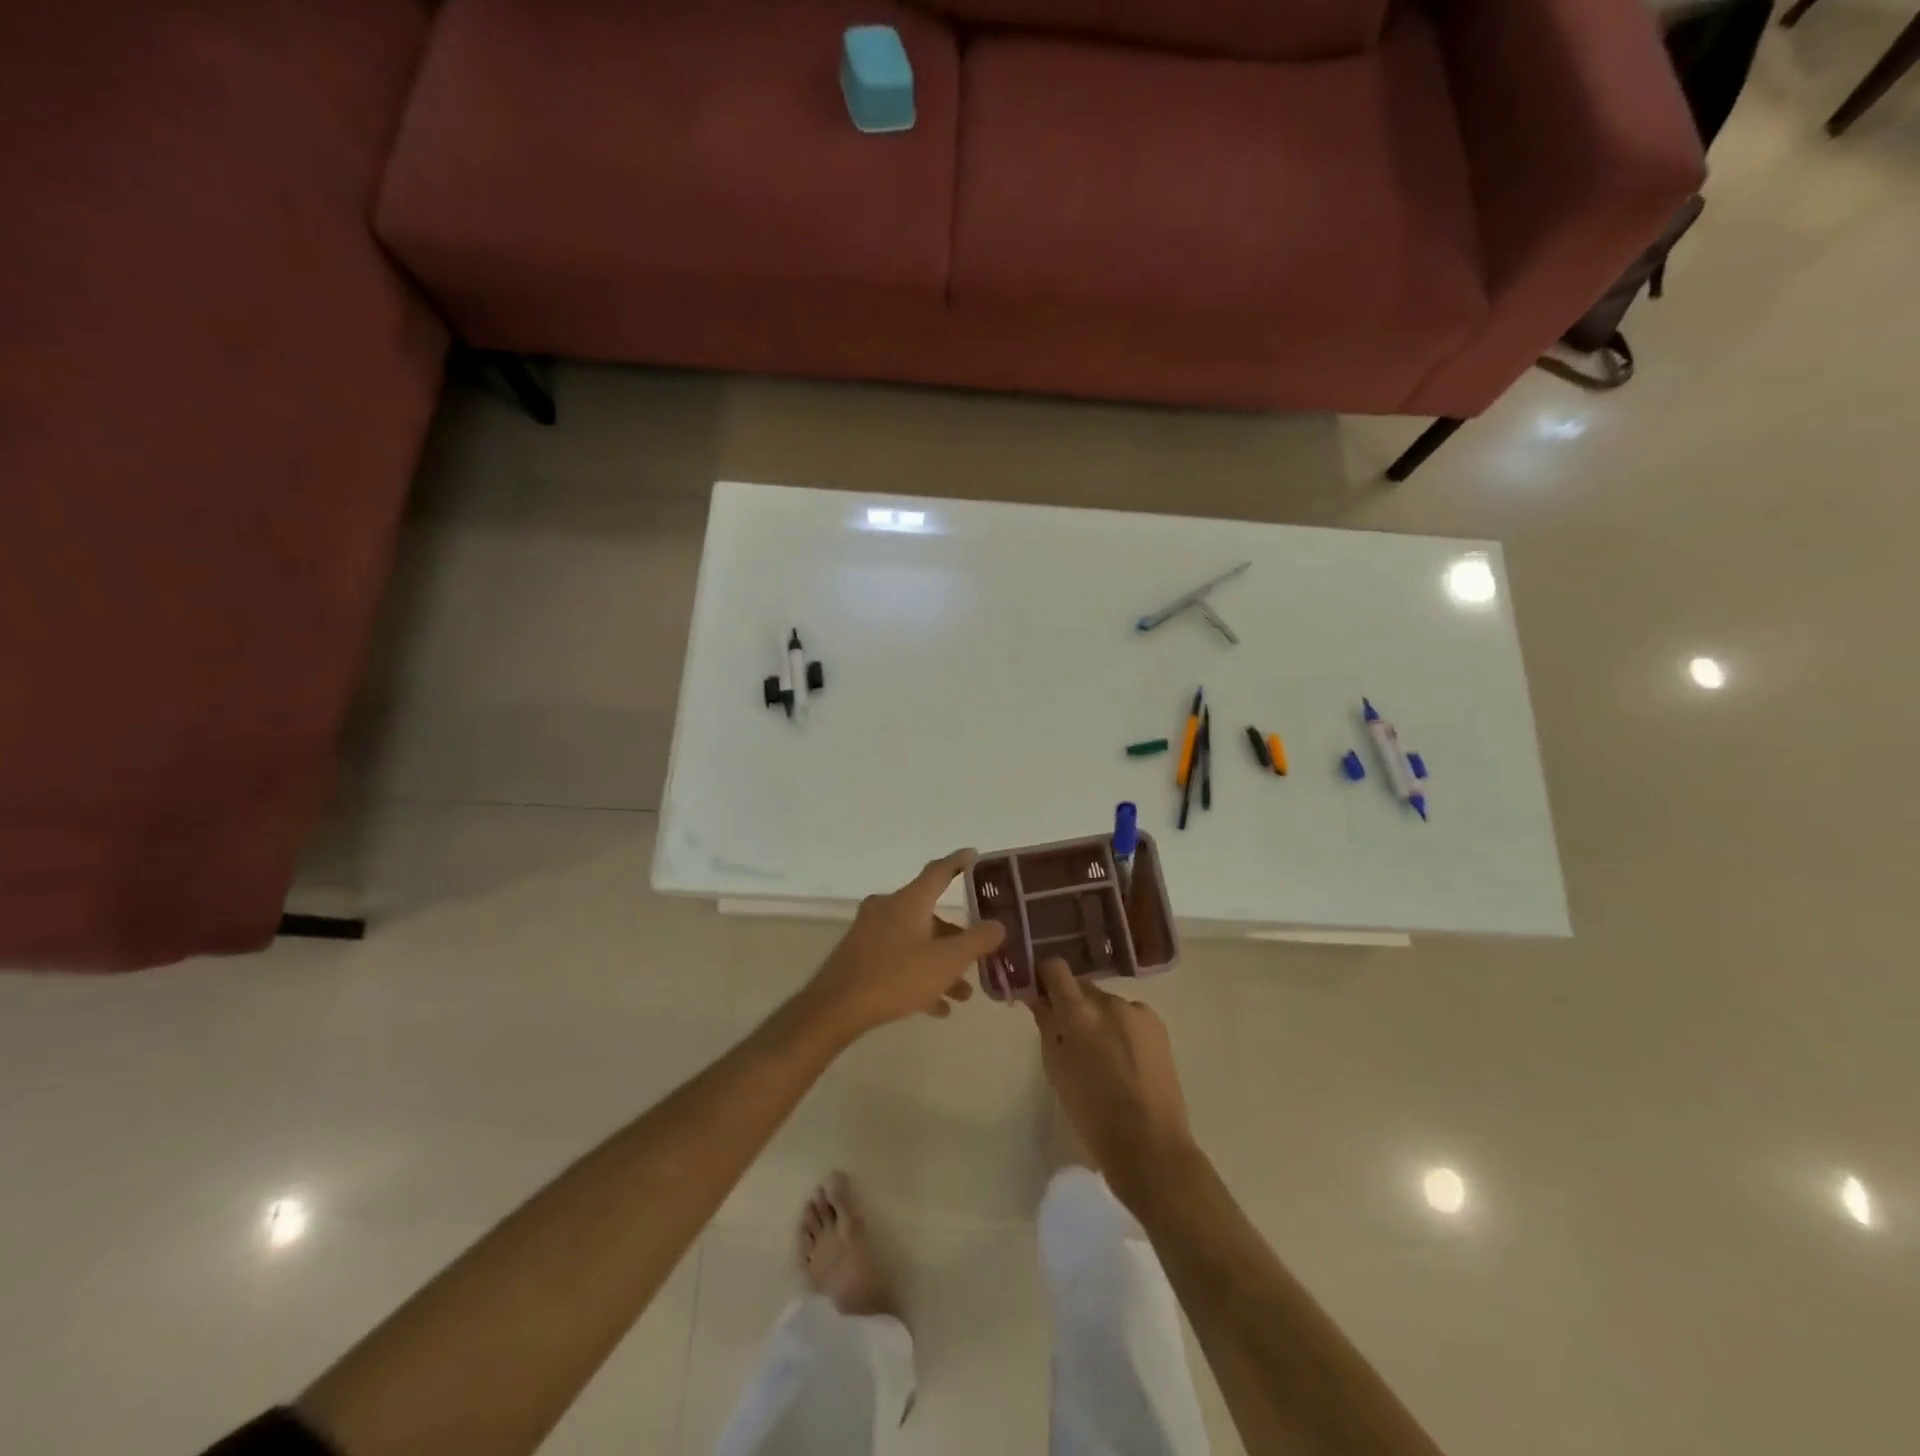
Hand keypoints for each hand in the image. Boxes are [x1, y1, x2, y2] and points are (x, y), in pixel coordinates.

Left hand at [802, 851, 1006, 1041]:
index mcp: (908, 901)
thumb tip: (998, 924)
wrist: (835, 1008)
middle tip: (977, 953)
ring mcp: (870, 932)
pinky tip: (936, 1007)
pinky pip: (898, 960)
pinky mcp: (859, 956)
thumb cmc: (896, 976)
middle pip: (929, 914)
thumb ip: (977, 941)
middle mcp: (888, 908)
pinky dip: (919, 976)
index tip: (973, 855)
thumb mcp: (947, 961)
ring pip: (916, 941)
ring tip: (962, 994)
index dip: (958, 862)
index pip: (938, 871)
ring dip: (940, 963)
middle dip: (956, 937)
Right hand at [1029, 957, 1195, 1209]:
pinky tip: (1125, 1060)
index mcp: (1079, 1013)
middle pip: (1081, 986)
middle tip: (1069, 1036)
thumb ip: (1047, 1025)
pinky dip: (1121, 1028)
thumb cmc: (1092, 1114)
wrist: (1150, 1144)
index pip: (1055, 968)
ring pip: (1106, 1003)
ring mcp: (1137, 1011)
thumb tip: (1038, 997)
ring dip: (1098, 1017)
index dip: (1045, 977)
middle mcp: (1109, 1002)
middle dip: (1072, 1004)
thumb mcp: (1056, 1070)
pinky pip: (1129, 1015)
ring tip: (1102, 1056)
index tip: (1040, 994)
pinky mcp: (1158, 1024)